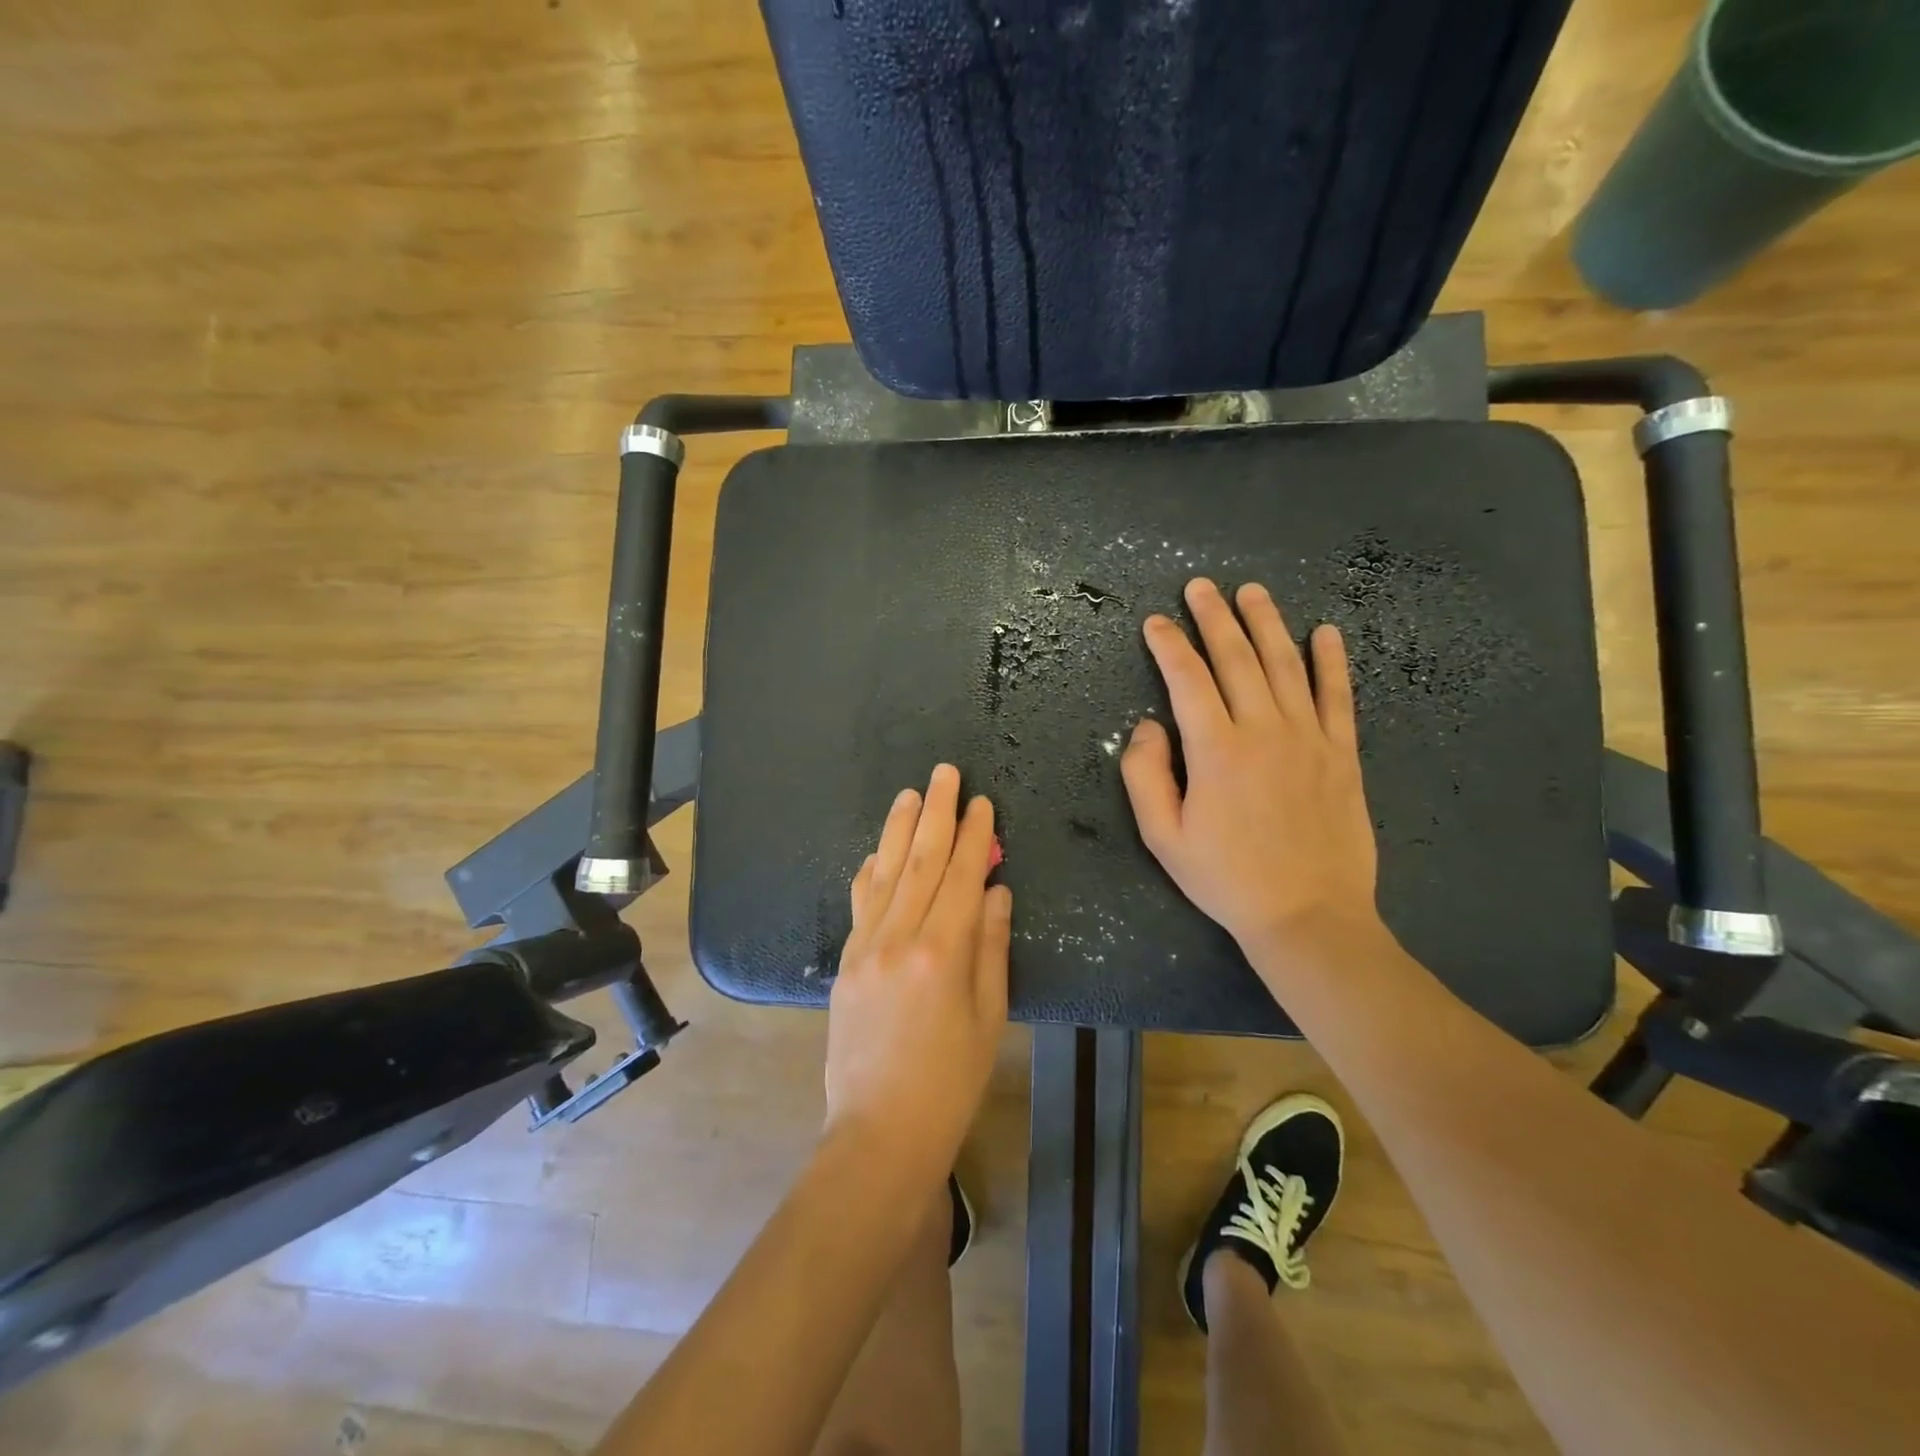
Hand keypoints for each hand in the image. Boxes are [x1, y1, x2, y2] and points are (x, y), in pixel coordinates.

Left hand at [824, 764, 1011, 1191]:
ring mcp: (865, 947)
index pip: (961, 876)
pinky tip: (877, 849)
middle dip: (936, 813)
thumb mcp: (989, 1016)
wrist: (879, 1131)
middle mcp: (899, 938)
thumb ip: (991, 946)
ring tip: (910, 793)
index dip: (974, 835)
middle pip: (921, 861)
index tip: (982, 801)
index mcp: (942, 952)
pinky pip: (860, 903)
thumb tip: (996, 891)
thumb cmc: (950, 1081)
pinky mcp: (845, 962)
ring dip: (899, 829)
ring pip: (885, 873)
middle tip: (944, 773)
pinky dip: (870, 871)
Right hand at [1122, 578, 1382, 973]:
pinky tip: (1326, 632)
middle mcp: (1264, 730)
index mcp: (1216, 750)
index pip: (1187, 679)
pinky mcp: (1342, 753)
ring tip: (1252, 592)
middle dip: (1214, 618)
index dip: (1168, 646)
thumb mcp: (1163, 836)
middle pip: (1236, 658)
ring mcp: (1309, 738)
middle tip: (1200, 587)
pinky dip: (1332, 661)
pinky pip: (1338, 696)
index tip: (1155, 622)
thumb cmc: (1225, 878)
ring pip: (1286, 664)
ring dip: (1267, 623)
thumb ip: (1145, 775)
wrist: (1308, 915)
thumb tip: (1148, 726)